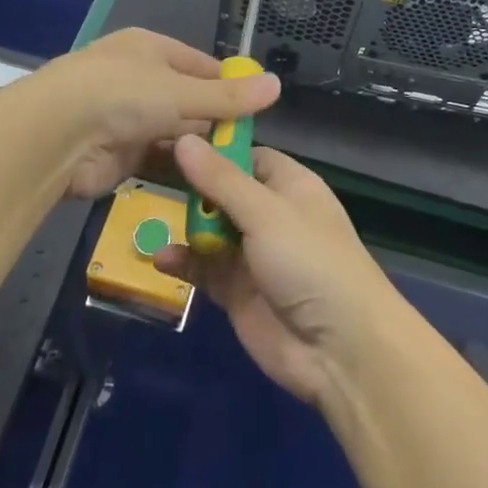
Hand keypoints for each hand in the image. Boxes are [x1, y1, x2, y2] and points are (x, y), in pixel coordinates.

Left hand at [23, 29, 280, 200]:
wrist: (54, 137)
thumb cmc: (121, 95)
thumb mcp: (182, 93)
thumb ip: (228, 98)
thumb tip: (277, 85)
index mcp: (151, 50)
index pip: (201, 65)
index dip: (229, 85)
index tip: (258, 108)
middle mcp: (139, 79)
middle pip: (189, 101)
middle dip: (217, 122)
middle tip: (252, 146)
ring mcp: (126, 118)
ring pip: (175, 133)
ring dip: (199, 149)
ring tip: (237, 170)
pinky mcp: (118, 155)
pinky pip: (158, 160)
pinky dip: (180, 170)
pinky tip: (208, 185)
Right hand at [155, 136, 403, 407]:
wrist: (339, 348)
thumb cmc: (310, 261)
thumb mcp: (266, 213)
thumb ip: (221, 180)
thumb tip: (183, 138)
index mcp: (289, 185)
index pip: (248, 156)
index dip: (215, 150)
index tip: (171, 141)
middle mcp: (271, 214)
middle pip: (224, 191)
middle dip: (192, 188)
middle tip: (148, 175)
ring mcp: (253, 254)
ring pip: (211, 230)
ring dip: (185, 226)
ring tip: (151, 218)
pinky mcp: (237, 291)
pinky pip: (204, 269)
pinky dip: (184, 263)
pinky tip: (161, 259)